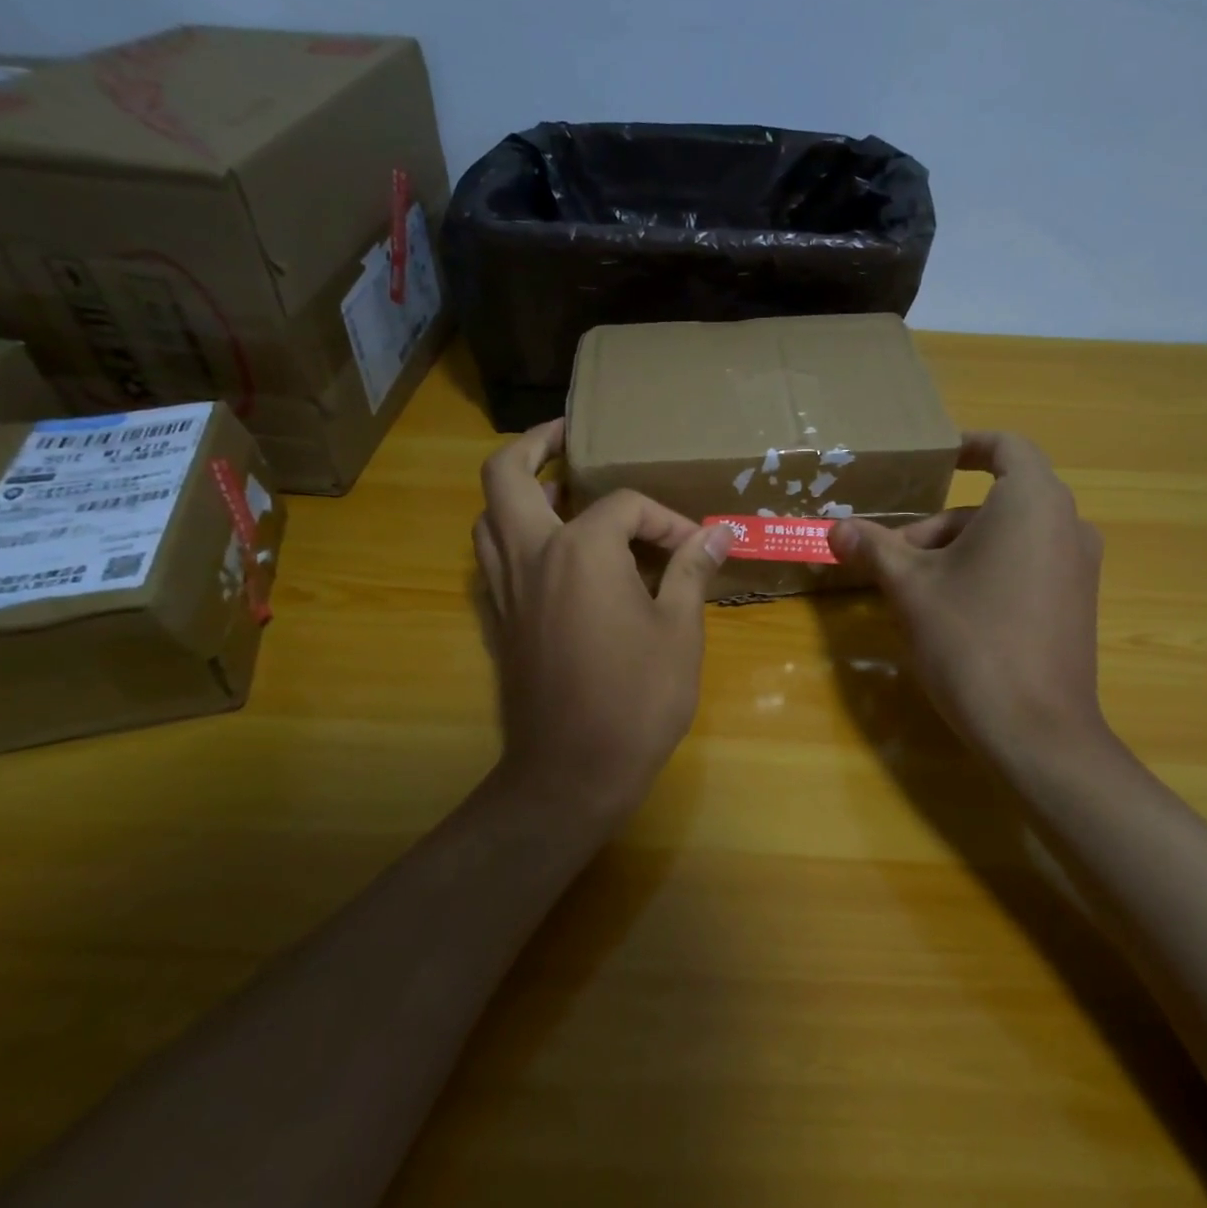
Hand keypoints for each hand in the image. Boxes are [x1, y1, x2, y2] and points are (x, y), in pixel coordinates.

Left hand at [474, 420, 733, 810]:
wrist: (572, 771)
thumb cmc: (636, 698)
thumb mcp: (679, 631)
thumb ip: (691, 572)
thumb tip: (718, 535)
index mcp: (581, 549)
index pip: (624, 507)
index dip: (666, 520)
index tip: (696, 548)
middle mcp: (531, 554)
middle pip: (507, 475)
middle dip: (534, 445)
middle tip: (566, 436)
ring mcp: (505, 587)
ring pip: (488, 515)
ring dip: (517, 490)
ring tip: (557, 490)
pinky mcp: (498, 618)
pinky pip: (491, 557)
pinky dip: (511, 534)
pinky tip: (547, 550)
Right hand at [827, 431, 1108, 763]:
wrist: (1036, 730)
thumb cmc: (969, 639)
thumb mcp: (910, 587)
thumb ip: (873, 548)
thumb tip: (835, 528)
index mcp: (1032, 502)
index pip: (1006, 447)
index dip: (967, 447)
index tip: (934, 462)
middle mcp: (1066, 524)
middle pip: (995, 503)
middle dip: (938, 525)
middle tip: (893, 557)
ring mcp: (1078, 567)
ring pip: (1009, 538)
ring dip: (958, 551)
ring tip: (914, 590)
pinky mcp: (1078, 604)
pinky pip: (1028, 566)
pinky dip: (988, 571)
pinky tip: (952, 613)